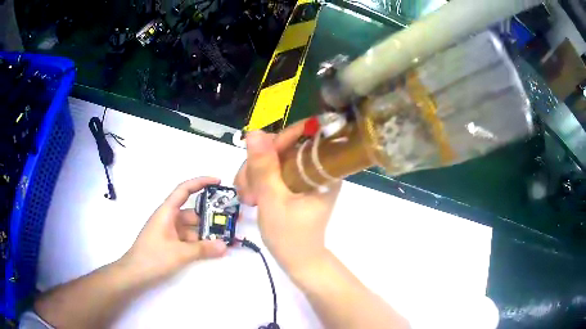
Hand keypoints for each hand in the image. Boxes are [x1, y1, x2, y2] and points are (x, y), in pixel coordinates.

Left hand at [120, 177, 227, 283]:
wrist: (134, 274)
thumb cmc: (153, 257)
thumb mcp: (179, 253)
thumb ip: (202, 249)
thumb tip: (225, 246)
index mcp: (167, 212)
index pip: (184, 190)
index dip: (201, 182)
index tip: (218, 182)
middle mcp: (169, 219)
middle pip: (193, 212)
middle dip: (210, 216)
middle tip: (230, 220)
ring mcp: (170, 232)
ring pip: (192, 228)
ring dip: (207, 233)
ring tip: (226, 239)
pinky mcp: (171, 244)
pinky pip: (189, 239)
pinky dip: (200, 243)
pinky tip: (213, 249)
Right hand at [234, 122, 340, 276]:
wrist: (297, 260)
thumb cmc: (290, 236)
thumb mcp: (273, 200)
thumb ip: (263, 167)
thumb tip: (254, 132)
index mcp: (323, 170)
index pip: (303, 137)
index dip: (277, 142)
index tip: (255, 161)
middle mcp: (316, 168)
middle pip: (283, 146)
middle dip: (259, 164)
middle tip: (245, 188)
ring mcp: (304, 175)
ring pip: (274, 158)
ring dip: (254, 174)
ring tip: (247, 197)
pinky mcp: (294, 183)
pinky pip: (273, 170)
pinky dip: (258, 180)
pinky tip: (250, 196)